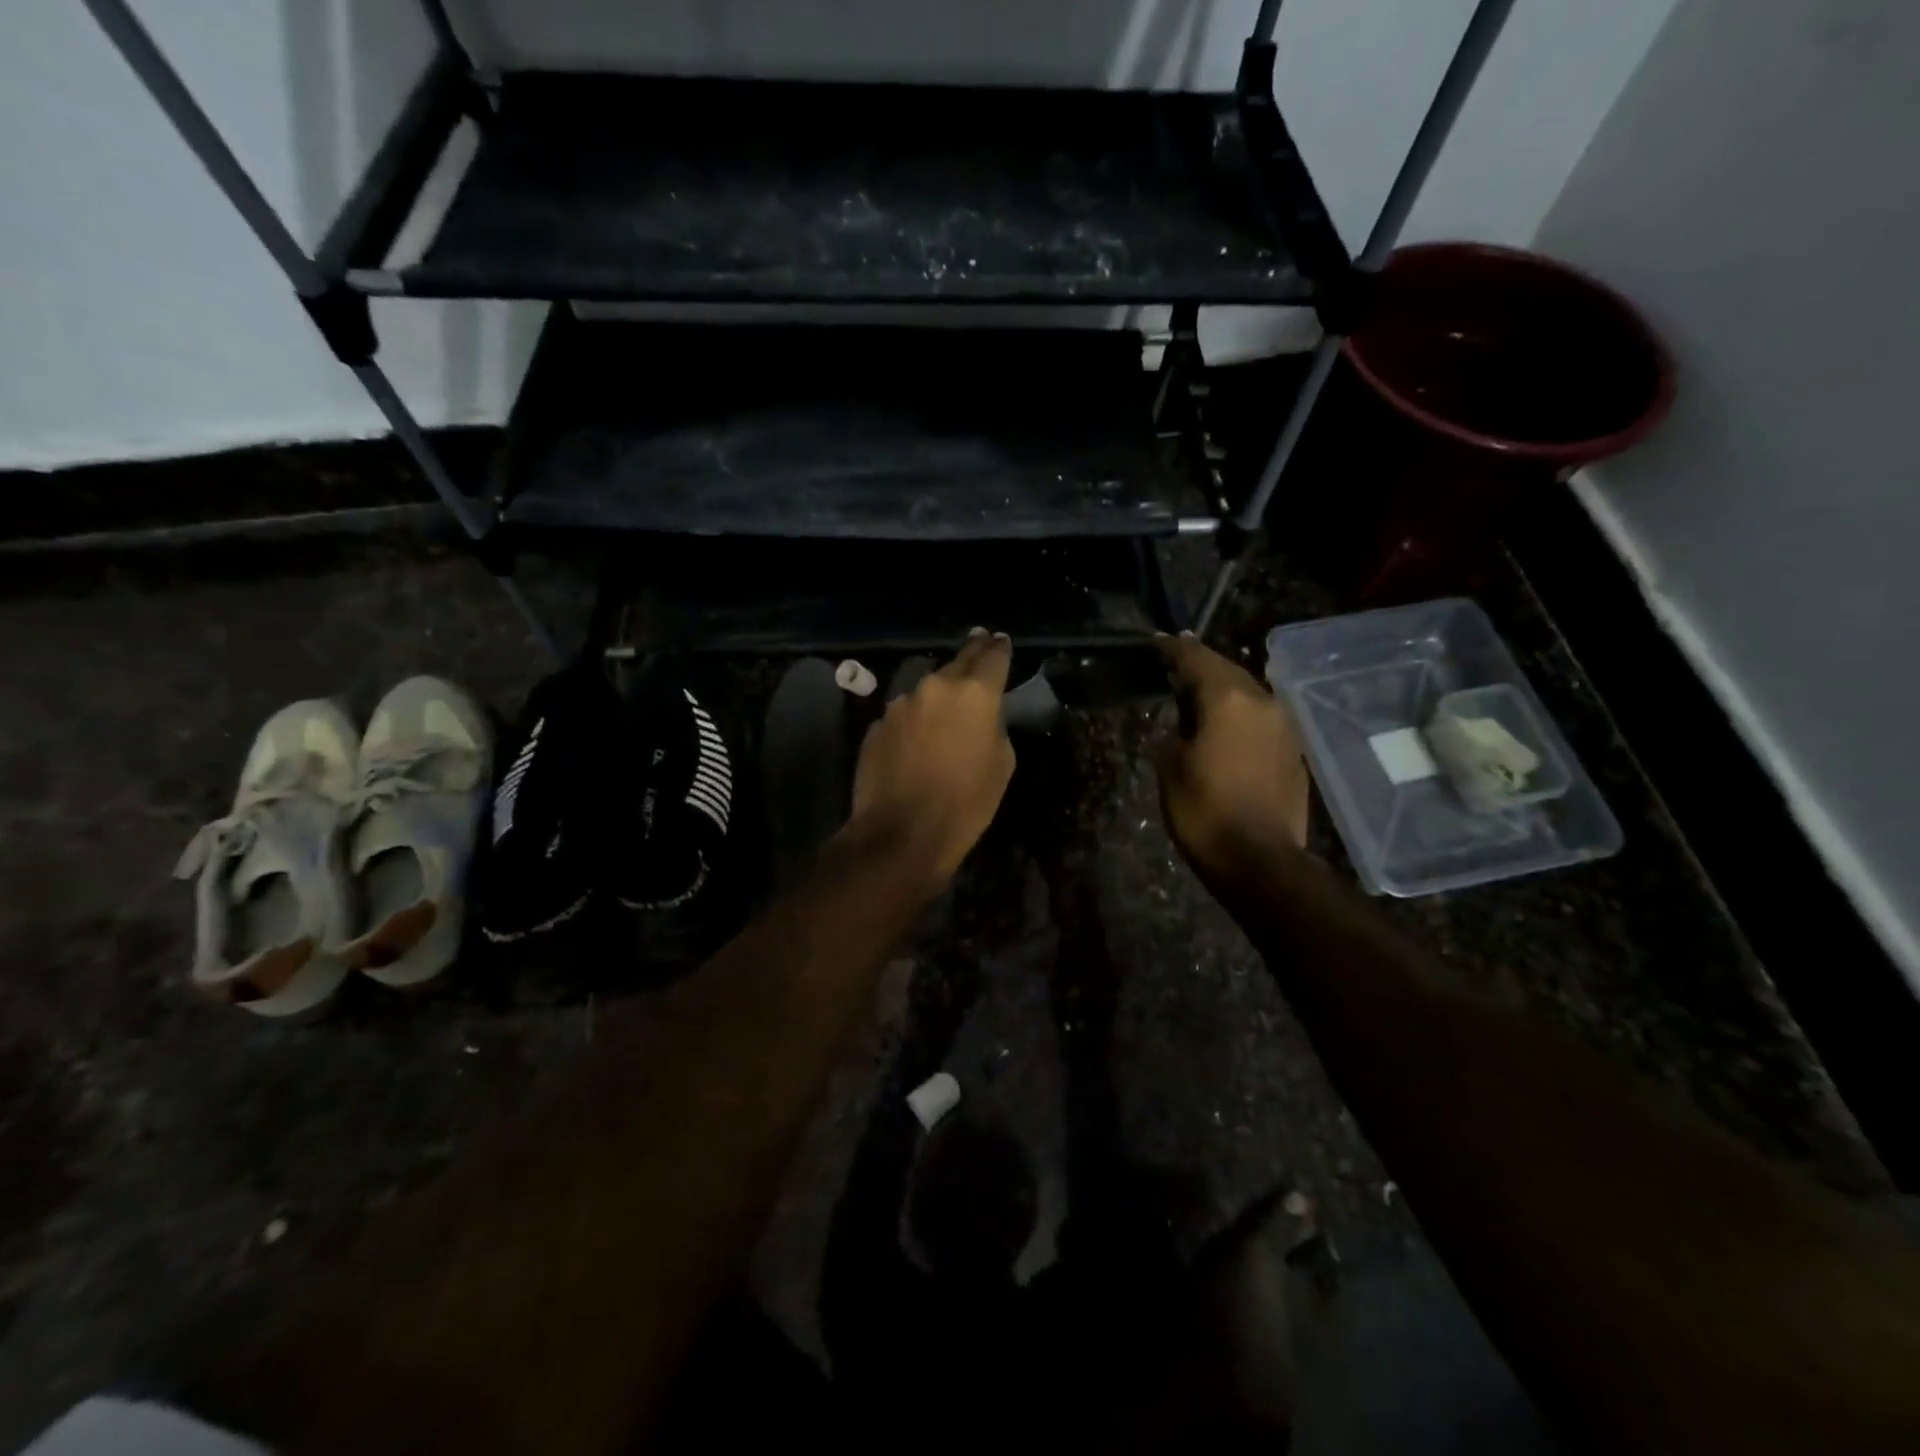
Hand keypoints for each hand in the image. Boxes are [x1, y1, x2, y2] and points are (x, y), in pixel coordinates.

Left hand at [846, 629, 1016, 882]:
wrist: (902, 833)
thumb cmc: (966, 803)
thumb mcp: (1001, 764)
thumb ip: (994, 725)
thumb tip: (981, 716)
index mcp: (974, 693)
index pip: (992, 657)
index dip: (999, 647)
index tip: (1001, 639)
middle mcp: (935, 687)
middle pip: (957, 663)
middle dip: (971, 654)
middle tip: (979, 641)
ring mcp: (900, 705)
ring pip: (926, 690)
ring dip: (938, 695)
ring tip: (946, 710)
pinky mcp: (876, 726)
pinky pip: (904, 716)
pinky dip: (914, 722)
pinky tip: (917, 743)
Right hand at [1157, 632, 1310, 876]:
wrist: (1261, 861)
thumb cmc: (1205, 811)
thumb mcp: (1171, 769)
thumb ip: (1172, 735)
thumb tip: (1178, 727)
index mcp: (1229, 701)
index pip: (1197, 659)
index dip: (1174, 649)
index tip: (1157, 641)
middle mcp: (1263, 703)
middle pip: (1228, 671)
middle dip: (1201, 665)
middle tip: (1176, 661)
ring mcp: (1284, 728)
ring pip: (1248, 694)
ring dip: (1222, 689)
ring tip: (1196, 692)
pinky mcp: (1293, 752)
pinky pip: (1260, 718)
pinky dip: (1238, 713)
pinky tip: (1223, 725)